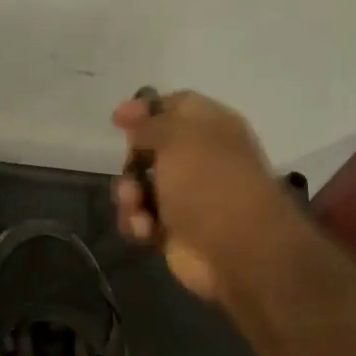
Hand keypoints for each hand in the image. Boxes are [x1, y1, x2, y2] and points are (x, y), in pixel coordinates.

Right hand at [112, 90, 296, 314]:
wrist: (237, 249)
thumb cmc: (209, 183)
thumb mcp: (177, 138)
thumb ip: (149, 123)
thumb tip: (129, 112)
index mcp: (210, 127)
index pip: (175, 106)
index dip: (146, 110)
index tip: (118, 120)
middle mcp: (199, 159)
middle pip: (150, 150)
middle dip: (132, 162)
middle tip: (132, 170)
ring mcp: (186, 197)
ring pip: (139, 187)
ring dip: (129, 197)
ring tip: (137, 207)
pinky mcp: (174, 230)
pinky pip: (141, 219)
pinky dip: (137, 224)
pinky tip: (145, 231)